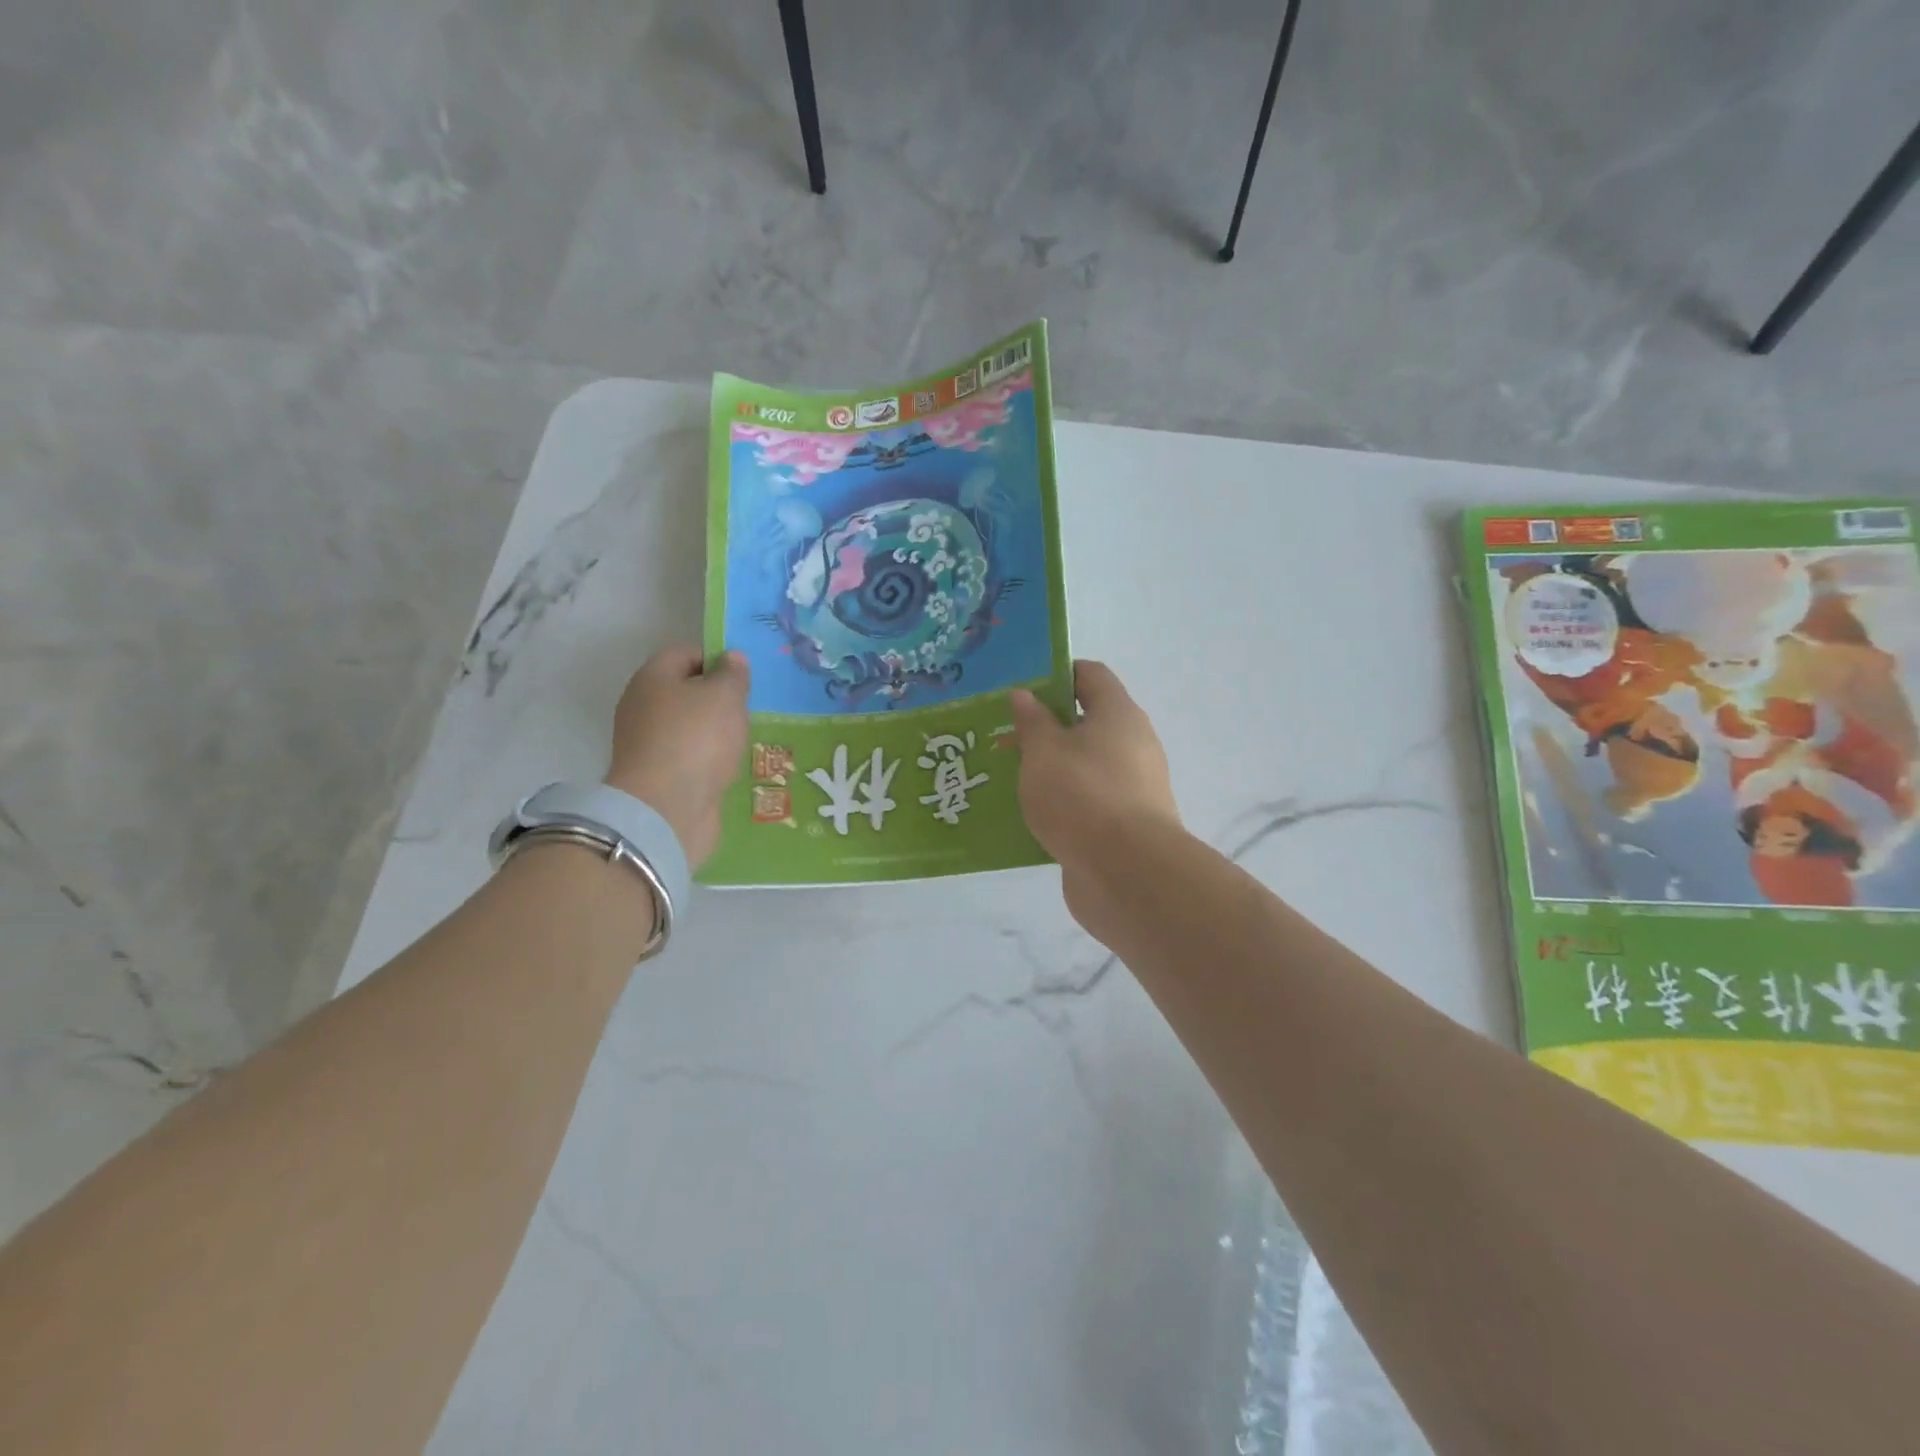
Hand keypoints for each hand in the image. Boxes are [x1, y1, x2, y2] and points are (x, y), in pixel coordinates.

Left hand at [606, 646, 749, 867]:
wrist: (666, 809)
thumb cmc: (696, 739)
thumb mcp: (724, 696)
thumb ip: (732, 674)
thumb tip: (732, 658)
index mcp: (653, 678)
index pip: (686, 653)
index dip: (717, 658)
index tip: (744, 677)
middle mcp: (643, 706)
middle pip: (686, 691)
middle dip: (718, 698)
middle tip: (749, 708)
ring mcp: (648, 743)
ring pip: (689, 726)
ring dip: (716, 731)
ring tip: (745, 738)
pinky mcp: (659, 776)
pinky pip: (690, 756)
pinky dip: (709, 759)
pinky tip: (729, 766)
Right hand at [1010, 660, 1180, 935]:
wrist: (1126, 872)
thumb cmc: (1081, 795)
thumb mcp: (1044, 751)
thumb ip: (1032, 721)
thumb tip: (1026, 695)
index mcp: (1118, 714)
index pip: (1090, 675)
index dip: (1056, 674)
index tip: (1020, 688)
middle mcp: (1133, 745)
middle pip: (1087, 722)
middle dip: (1046, 726)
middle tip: (1004, 735)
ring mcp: (1133, 788)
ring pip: (1085, 766)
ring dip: (1051, 768)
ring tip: (1007, 777)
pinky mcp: (1125, 825)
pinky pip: (1087, 802)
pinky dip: (1062, 803)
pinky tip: (1028, 815)